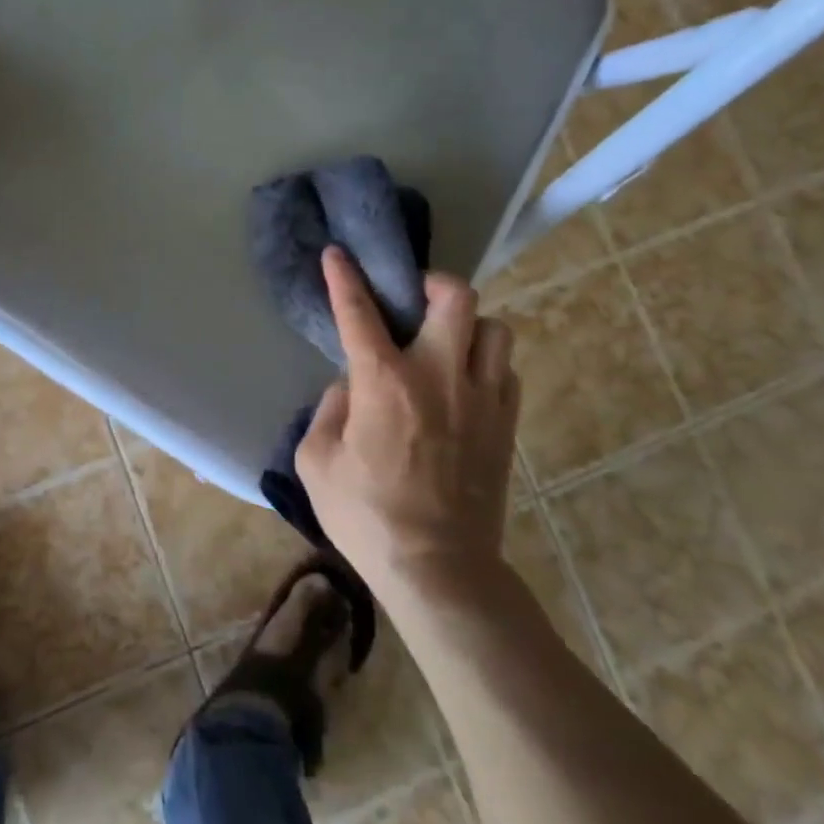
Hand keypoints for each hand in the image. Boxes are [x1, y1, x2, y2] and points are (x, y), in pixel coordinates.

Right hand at [295, 247, 520, 600]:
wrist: (439, 569)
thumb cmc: (366, 517)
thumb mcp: (316, 462)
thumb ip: (328, 409)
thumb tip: (350, 386)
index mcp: (383, 382)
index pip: (360, 311)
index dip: (345, 276)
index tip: (338, 253)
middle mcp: (438, 375)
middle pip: (456, 297)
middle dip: (432, 283)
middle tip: (413, 300)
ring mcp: (482, 399)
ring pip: (495, 328)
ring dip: (467, 326)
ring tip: (444, 344)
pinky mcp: (506, 425)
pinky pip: (506, 371)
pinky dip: (485, 365)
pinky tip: (464, 385)